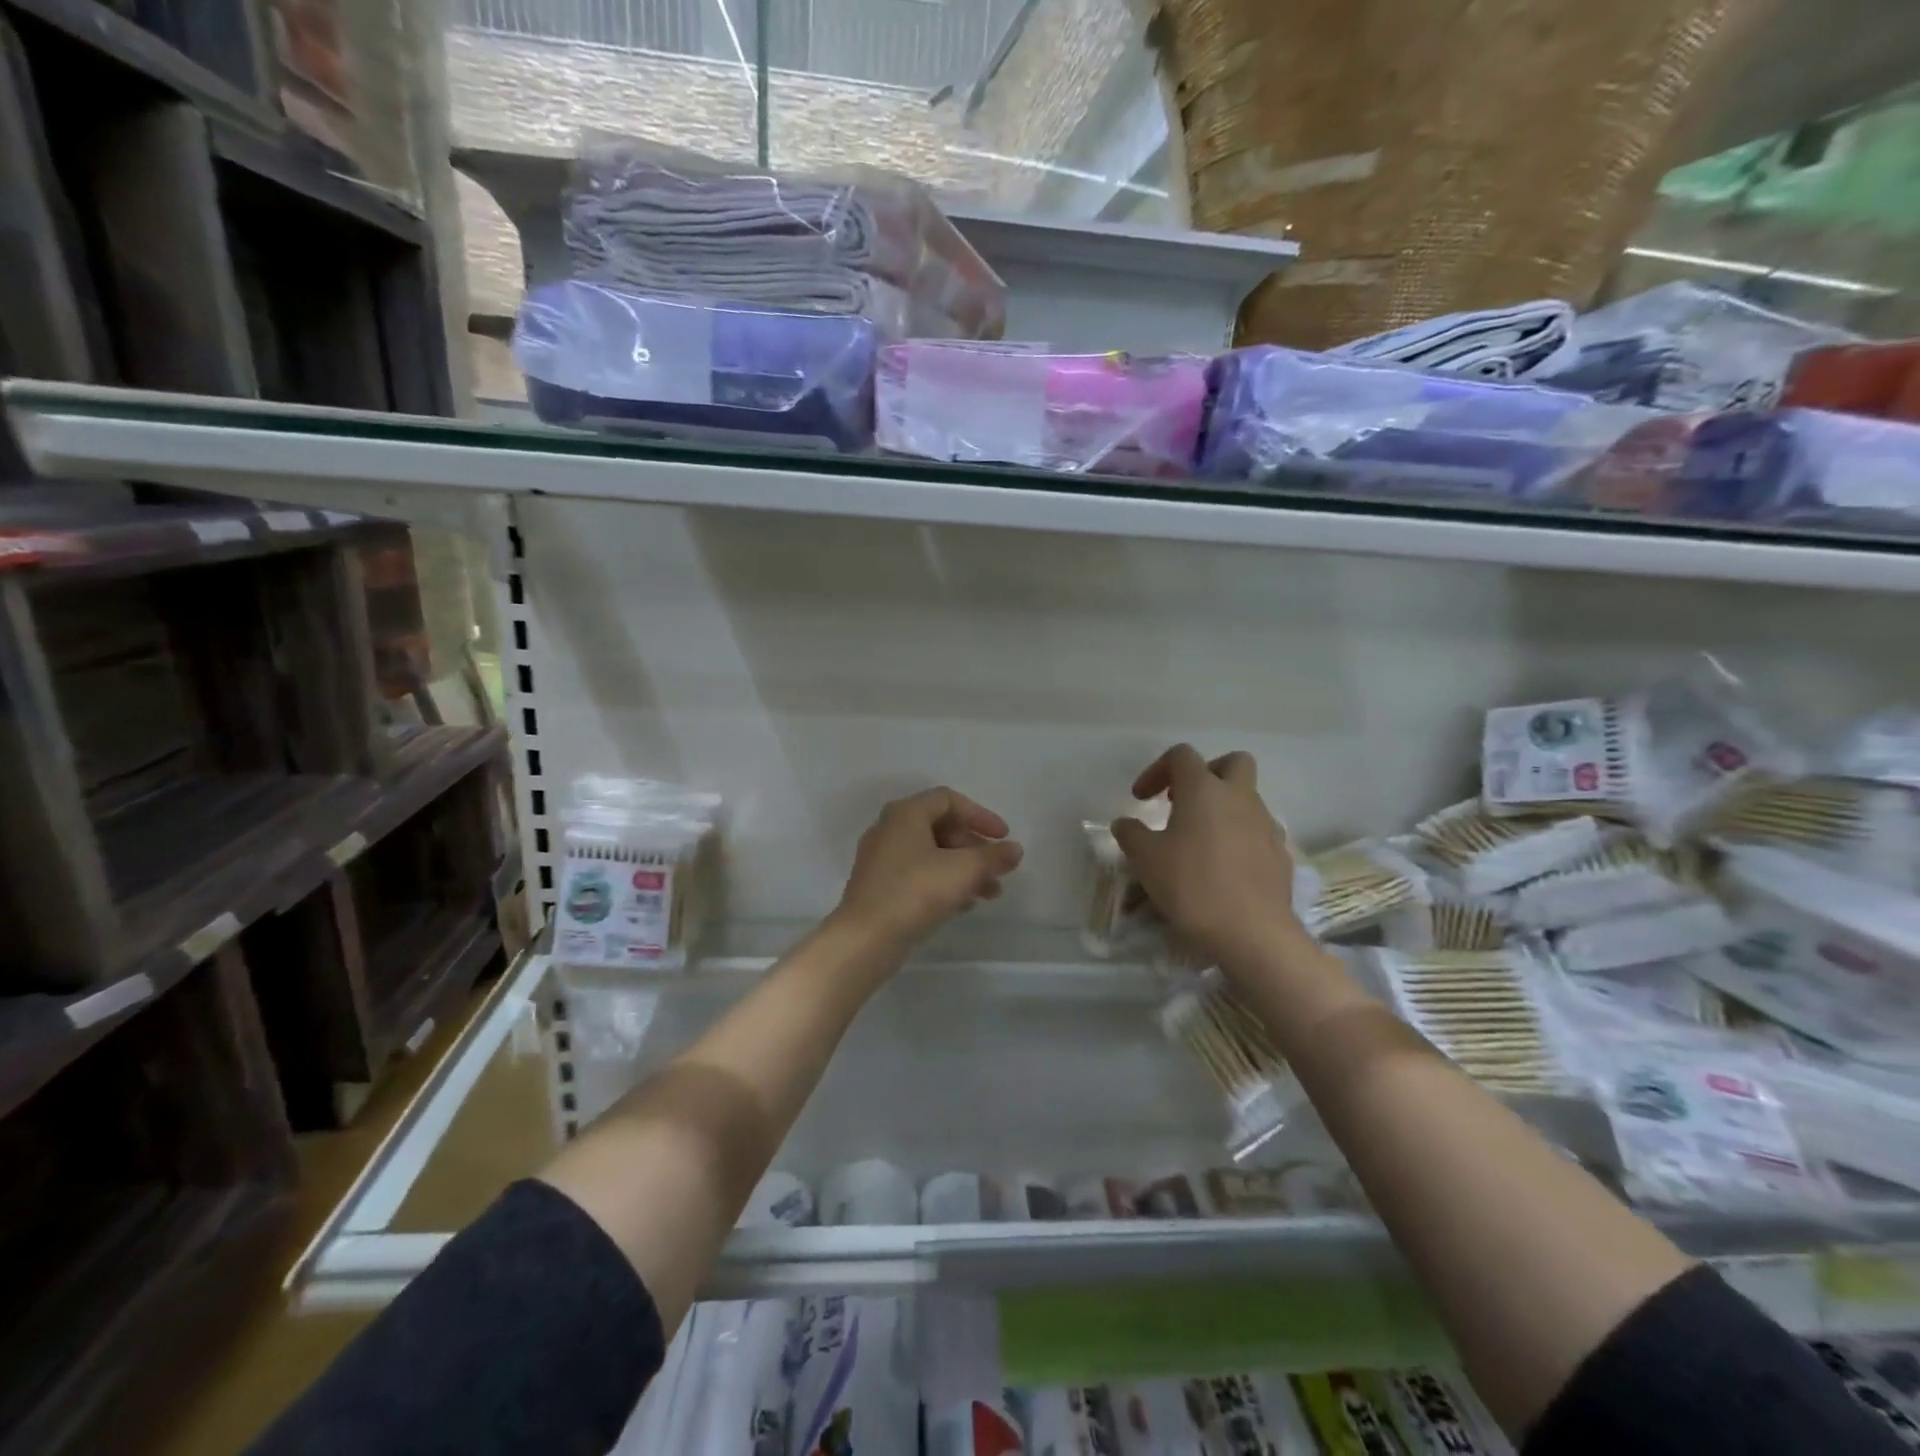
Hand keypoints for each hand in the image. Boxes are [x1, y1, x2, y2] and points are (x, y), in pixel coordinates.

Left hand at [834, 788, 1024, 948]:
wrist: (865, 939)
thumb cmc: (915, 892)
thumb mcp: (964, 871)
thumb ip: (993, 857)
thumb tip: (1015, 849)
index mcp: (905, 814)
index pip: (949, 800)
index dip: (980, 815)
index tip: (1003, 838)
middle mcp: (889, 829)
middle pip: (941, 828)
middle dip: (974, 849)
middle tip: (997, 870)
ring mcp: (880, 859)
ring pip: (931, 854)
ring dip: (963, 869)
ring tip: (990, 894)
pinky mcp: (878, 886)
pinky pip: (918, 874)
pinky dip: (943, 883)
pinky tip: (963, 905)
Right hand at [1111, 745, 1301, 965]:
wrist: (1252, 932)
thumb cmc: (1192, 886)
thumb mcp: (1145, 859)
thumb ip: (1131, 834)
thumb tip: (1125, 823)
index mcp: (1204, 789)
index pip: (1181, 755)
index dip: (1157, 770)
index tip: (1141, 799)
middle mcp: (1239, 797)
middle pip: (1232, 762)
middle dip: (1207, 773)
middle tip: (1184, 801)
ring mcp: (1266, 824)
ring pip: (1247, 798)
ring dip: (1224, 808)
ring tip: (1200, 840)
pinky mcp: (1280, 853)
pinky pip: (1258, 830)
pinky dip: (1240, 837)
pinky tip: (1224, 866)